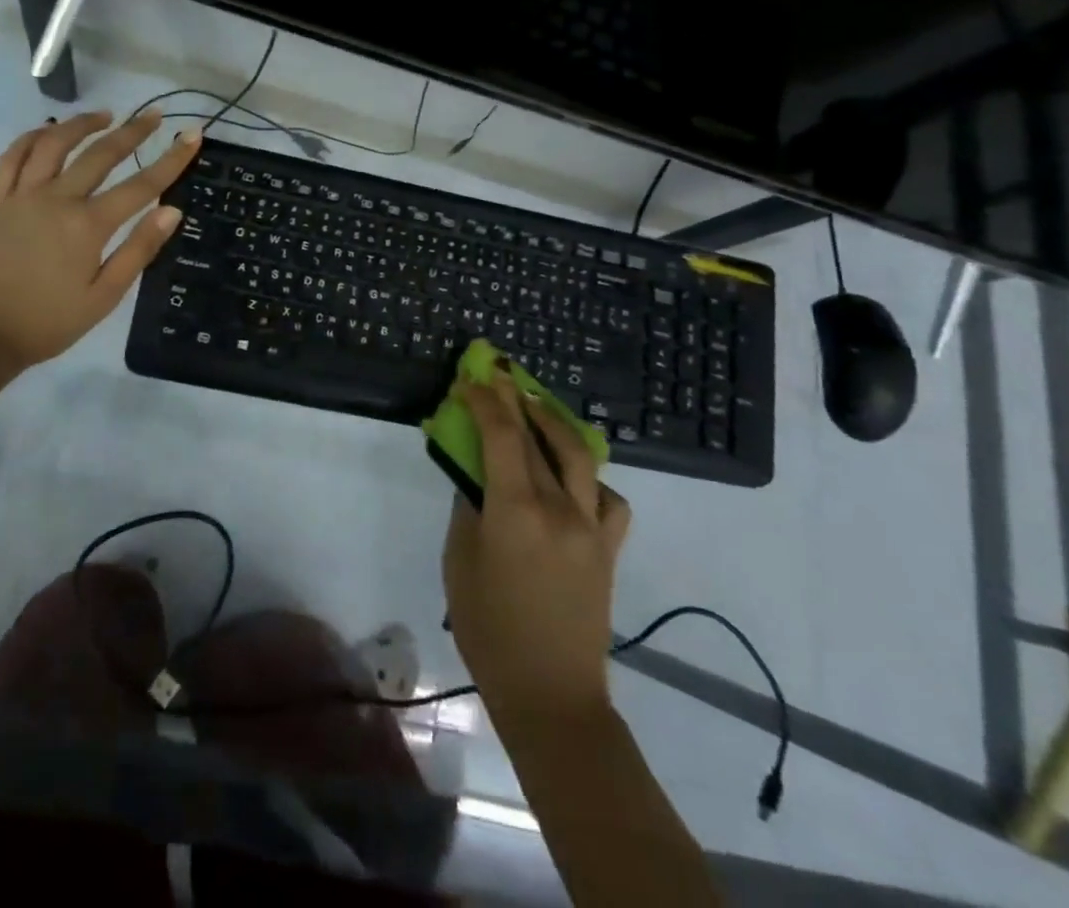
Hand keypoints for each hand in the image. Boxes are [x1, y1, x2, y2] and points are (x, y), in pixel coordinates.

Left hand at [0, 110, 199, 370]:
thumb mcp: (103, 296)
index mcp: (88, 225)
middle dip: (132, 131)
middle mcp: (56, 199)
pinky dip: (32, 137)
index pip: (141, 185)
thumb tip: (171, 211)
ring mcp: (21, 196)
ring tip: (105, 115)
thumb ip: (138, 250)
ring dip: (81, 124)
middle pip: (100, 154)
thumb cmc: (48, 323)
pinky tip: (48, 132)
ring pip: (53, 143)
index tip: (192, 135)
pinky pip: (12, 157)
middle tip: (153, 115)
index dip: (172, 159)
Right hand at [443, 367, 630, 719]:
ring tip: (535, 405)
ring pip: (580, 455)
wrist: (552, 695)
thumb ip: (468, 509)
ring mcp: (592, 527)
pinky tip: (571, 478)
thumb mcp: (460, 563)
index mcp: (517, 511)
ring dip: (554, 422)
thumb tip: (474, 474)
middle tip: (497, 374)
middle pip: (536, 437)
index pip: (501, 435)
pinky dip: (588, 476)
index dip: (484, 400)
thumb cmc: (490, 631)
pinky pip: (607, 497)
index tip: (468, 380)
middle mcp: (560, 508)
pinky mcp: (609, 548)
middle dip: (514, 399)